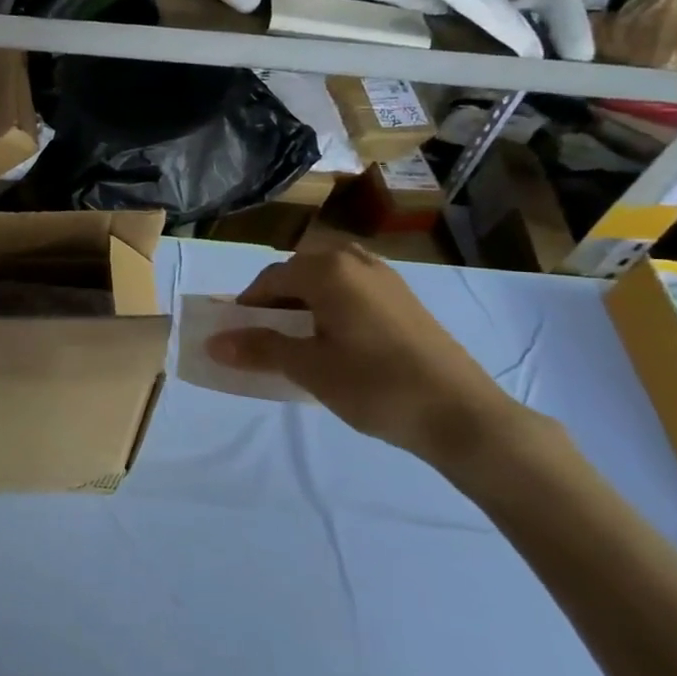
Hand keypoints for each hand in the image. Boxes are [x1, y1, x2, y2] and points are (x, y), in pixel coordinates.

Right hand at [207, 235, 534, 469]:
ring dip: (305, 302)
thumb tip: (214, 342)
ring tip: (301, 340)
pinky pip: (354, 290)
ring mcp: (387, 278)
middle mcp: (356, 261)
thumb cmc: (375, 386)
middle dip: (276, 302)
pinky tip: (338, 342)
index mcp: (328, 270)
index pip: (270, 279)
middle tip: (267, 339)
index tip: (237, 337)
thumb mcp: (309, 368)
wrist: (462, 415)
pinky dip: (333, 306)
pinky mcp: (406, 299)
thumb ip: (260, 348)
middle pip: (299, 273)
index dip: (247, 306)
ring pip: (328, 280)